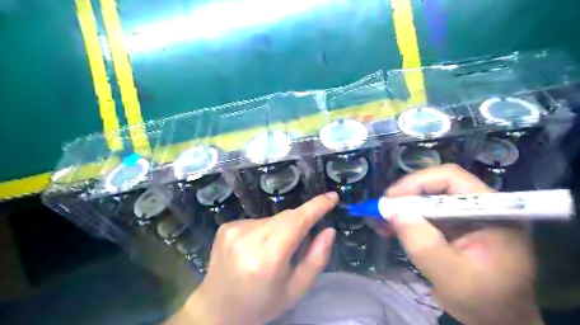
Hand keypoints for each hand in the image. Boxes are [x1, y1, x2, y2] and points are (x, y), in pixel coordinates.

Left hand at [167, 193, 337, 324]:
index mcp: (267, 258)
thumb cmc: (261, 304)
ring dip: (282, 229)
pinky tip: (257, 248)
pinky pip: (258, 221)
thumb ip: (316, 258)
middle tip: (302, 241)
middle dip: (300, 222)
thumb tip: (328, 230)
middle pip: (286, 217)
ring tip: (274, 252)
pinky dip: (265, 230)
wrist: (217, 309)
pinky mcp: (226, 226)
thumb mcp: (296, 289)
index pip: (297, 222)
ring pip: (273, 219)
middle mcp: (248, 238)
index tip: (332, 197)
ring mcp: (234, 230)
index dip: (316, 207)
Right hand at [387, 165, 540, 324]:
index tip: (391, 199)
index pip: (451, 179)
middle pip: (436, 186)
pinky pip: (425, 213)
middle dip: (405, 196)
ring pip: (427, 198)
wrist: (498, 319)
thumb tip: (394, 212)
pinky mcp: (454, 225)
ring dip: (402, 208)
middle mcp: (480, 206)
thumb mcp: (452, 276)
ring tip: (380, 220)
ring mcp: (466, 215)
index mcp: (492, 212)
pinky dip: (405, 218)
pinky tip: (389, 227)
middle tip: (382, 210)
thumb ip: (423, 243)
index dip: (417, 183)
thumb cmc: (484, 302)